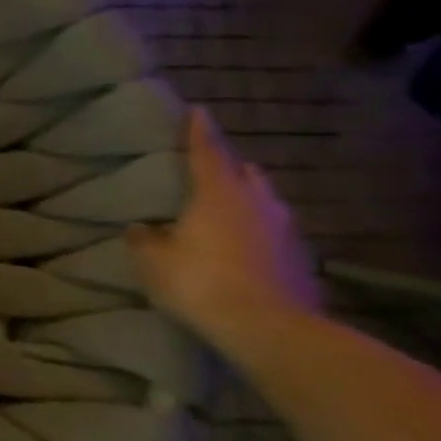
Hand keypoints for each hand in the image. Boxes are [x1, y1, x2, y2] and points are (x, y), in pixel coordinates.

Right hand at [128, 107, 320, 351]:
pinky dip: (255, 232)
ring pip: (264, 203)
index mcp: (219, 195)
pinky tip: (240, 245)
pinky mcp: (298, 260)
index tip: (198, 111)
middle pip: (246, 175)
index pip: (208, 153)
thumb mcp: (153, 260)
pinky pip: (272, 234)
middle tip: (210, 168)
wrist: (269, 329)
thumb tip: (142, 228)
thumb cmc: (200, 282)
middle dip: (229, 168)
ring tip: (224, 208)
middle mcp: (258, 204)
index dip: (199, 132)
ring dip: (246, 200)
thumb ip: (145, 238)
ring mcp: (285, 232)